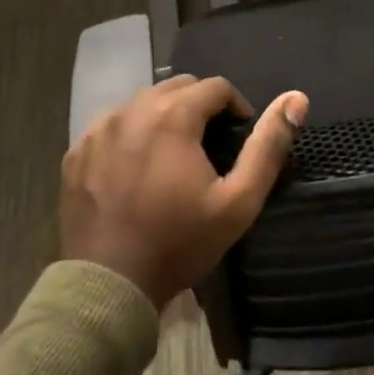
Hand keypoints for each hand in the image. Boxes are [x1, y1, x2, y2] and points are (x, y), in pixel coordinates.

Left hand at [63, 75, 306, 309]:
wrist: (109, 288)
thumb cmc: (179, 243)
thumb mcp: (238, 201)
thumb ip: (268, 145)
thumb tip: (297, 99)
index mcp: (173, 115)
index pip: (215, 86)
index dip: (235, 106)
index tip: (238, 135)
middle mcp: (132, 109)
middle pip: (177, 87)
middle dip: (199, 105)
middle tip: (209, 144)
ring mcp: (98, 129)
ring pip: (143, 102)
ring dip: (165, 115)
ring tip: (174, 153)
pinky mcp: (76, 151)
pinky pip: (112, 125)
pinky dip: (131, 133)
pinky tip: (137, 166)